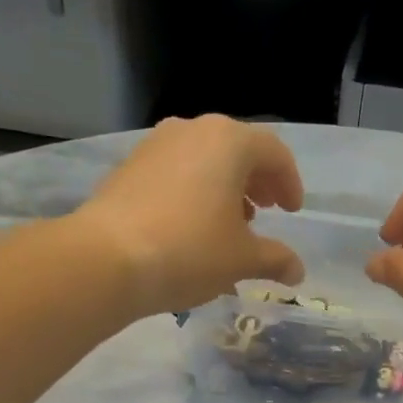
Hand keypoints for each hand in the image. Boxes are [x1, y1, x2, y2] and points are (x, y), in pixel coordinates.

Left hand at [76, 115, 306, 316]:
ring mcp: (155, 145)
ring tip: (228, 223)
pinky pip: (175, 172)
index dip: (289, 183)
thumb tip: (297, 271)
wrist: (106, 259)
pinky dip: (193, 192)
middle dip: (256, 182)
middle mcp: (192, 130)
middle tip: (264, 212)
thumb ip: (275, 259)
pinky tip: (191, 226)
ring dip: (223, 187)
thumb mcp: (241, 259)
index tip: (291, 211)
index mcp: (229, 141)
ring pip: (203, 160)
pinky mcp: (128, 167)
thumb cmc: (189, 251)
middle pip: (237, 150)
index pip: (274, 153)